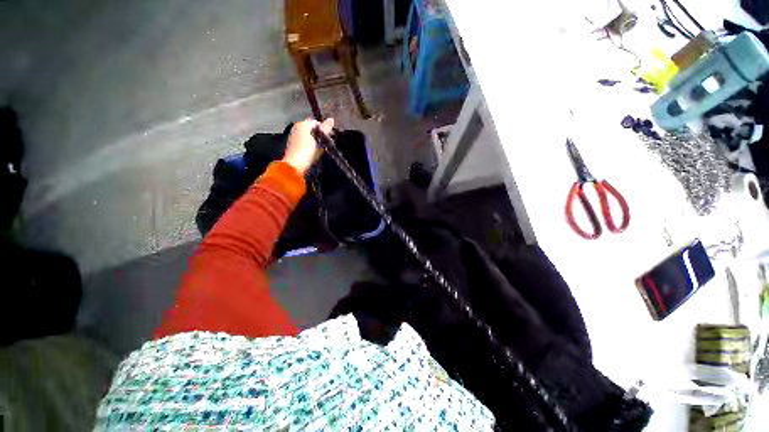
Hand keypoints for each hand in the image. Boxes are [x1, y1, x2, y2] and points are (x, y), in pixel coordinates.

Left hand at [282, 118, 333, 174]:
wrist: (295, 166)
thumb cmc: (307, 152)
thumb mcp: (320, 140)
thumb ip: (326, 129)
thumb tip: (331, 119)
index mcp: (302, 124)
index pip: (316, 122)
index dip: (324, 129)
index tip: (330, 137)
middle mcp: (296, 128)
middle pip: (312, 129)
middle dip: (320, 135)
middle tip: (327, 143)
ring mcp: (294, 137)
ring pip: (309, 136)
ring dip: (316, 141)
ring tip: (322, 149)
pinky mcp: (294, 146)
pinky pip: (305, 143)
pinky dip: (311, 146)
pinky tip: (314, 153)